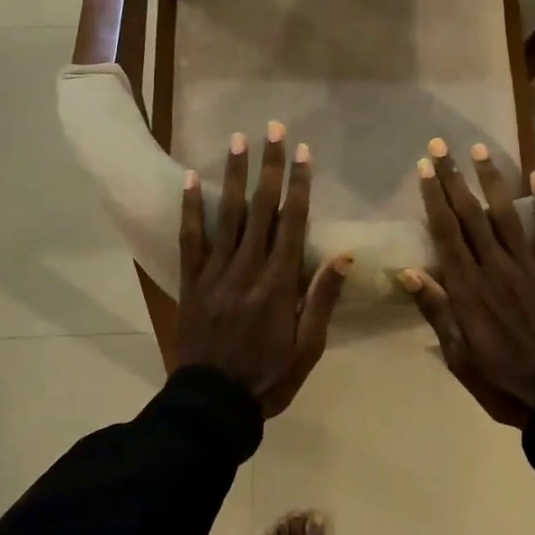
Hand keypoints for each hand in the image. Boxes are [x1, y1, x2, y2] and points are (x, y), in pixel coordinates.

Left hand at [177, 122, 353, 417]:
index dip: (299, 185)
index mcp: (279, 284)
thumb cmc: (268, 378)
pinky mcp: (191, 282)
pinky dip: (190, 208)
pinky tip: (189, 179)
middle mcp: (247, 269)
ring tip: (238, 140)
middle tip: (272, 129)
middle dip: (269, 166)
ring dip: (233, 175)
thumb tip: (345, 256)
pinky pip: (190, 239)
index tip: (303, 152)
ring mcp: (215, 273)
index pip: (292, 223)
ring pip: (226, 215)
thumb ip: (322, 299)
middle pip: (261, 208)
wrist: (212, 406)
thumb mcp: (308, 348)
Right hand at [400, 140, 534, 427]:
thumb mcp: (458, 356)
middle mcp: (496, 269)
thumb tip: (407, 271)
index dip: (434, 198)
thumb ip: (436, 311)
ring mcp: (529, 269)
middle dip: (454, 179)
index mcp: (469, 290)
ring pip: (507, 216)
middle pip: (471, 216)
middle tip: (441, 145)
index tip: (424, 167)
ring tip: (480, 149)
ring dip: (492, 181)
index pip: (446, 233)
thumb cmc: (501, 382)